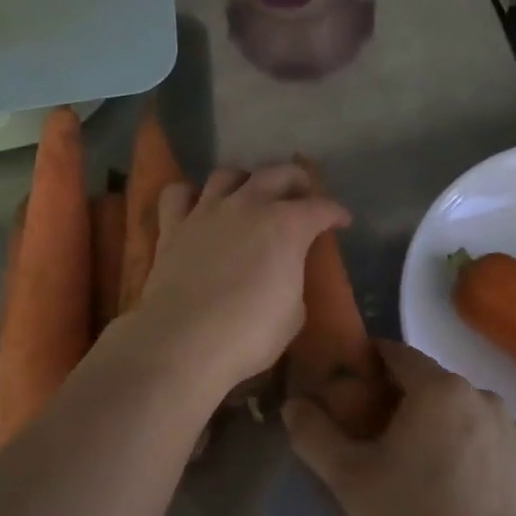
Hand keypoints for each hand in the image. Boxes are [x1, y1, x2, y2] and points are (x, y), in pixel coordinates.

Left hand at [117, 163, 348, 402]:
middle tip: (303, 192)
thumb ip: (292, 278)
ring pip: (227, 174)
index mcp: (286, 226)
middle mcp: (247, 206)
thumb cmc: (249, 334)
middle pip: (276, 173)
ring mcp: (206, 212)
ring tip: (250, 192)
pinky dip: (189, 194)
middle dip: (295, 179)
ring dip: (244, 178)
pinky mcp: (172, 227)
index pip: (321, 208)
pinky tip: (196, 205)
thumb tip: (283, 271)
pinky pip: (177, 194)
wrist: (184, 342)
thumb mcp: (293, 312)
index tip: (342, 220)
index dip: (336, 212)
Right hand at [284, 341, 515, 515]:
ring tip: (428, 471)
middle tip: (385, 440)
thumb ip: (314, 433)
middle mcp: (483, 396)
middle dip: (409, 402)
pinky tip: (465, 491)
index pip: (398, 355)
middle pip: (434, 386)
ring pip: (468, 415)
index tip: (356, 390)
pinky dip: (479, 455)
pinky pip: (497, 445)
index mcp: (438, 388)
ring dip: (446, 428)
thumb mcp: (348, 478)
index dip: (373, 366)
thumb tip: (292, 405)